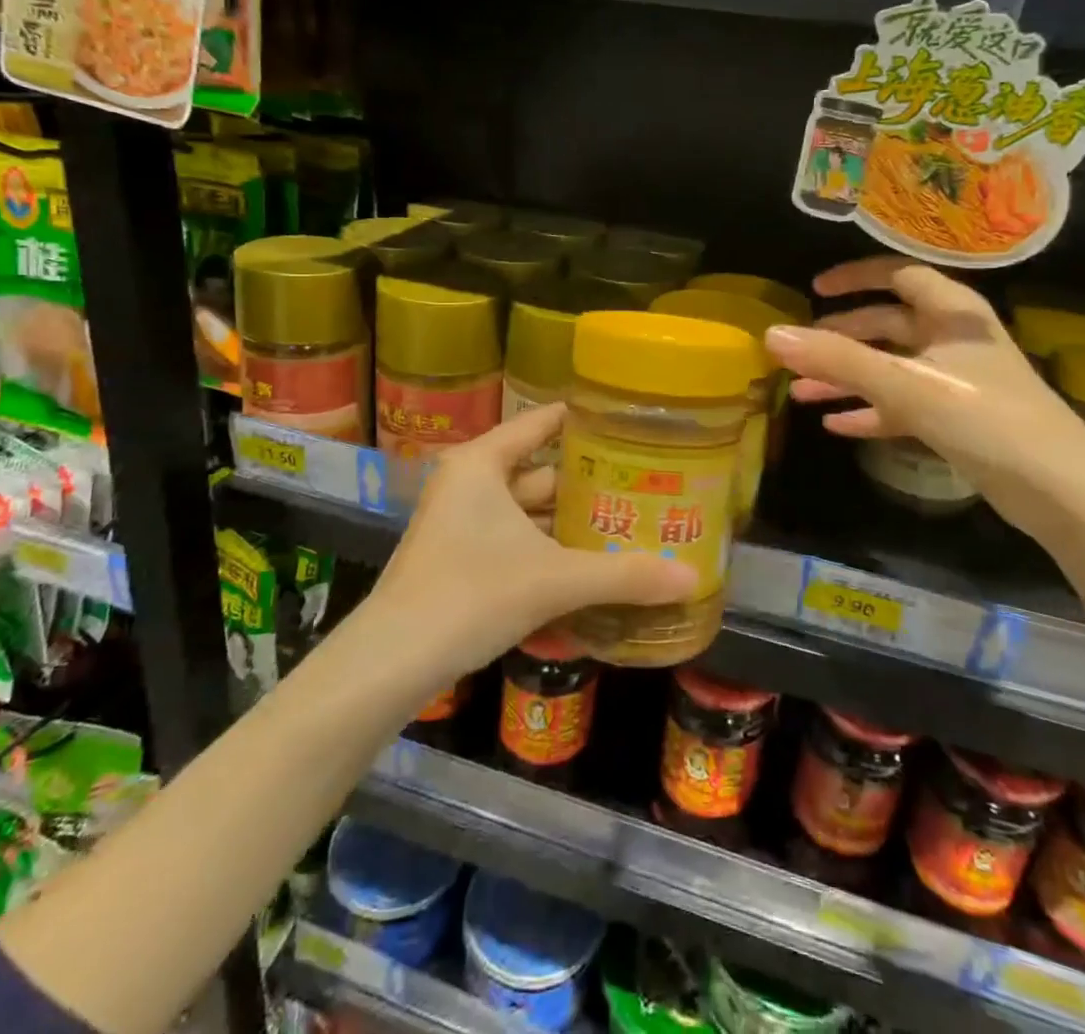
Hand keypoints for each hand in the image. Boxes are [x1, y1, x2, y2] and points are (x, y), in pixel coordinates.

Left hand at [371, 404, 697, 682]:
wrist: (392, 662)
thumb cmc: (471, 594)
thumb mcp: (554, 579)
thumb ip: (624, 575)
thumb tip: (693, 577)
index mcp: (483, 463)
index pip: (542, 423)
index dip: (586, 422)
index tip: (632, 425)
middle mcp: (470, 483)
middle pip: (542, 471)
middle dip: (590, 483)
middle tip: (646, 484)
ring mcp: (462, 522)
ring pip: (530, 511)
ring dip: (571, 522)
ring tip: (629, 524)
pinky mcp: (459, 558)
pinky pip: (516, 540)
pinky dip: (550, 550)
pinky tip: (590, 566)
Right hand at [764, 257, 1084, 545]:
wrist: (1064, 493)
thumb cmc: (987, 421)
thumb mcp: (907, 385)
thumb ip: (838, 360)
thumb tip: (771, 336)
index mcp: (953, 314)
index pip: (899, 275)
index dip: (856, 277)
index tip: (815, 289)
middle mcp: (954, 340)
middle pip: (888, 323)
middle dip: (841, 336)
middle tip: (800, 350)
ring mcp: (956, 381)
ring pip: (890, 368)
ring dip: (847, 378)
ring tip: (800, 393)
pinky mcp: (957, 420)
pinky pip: (902, 405)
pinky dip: (871, 411)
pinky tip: (837, 425)